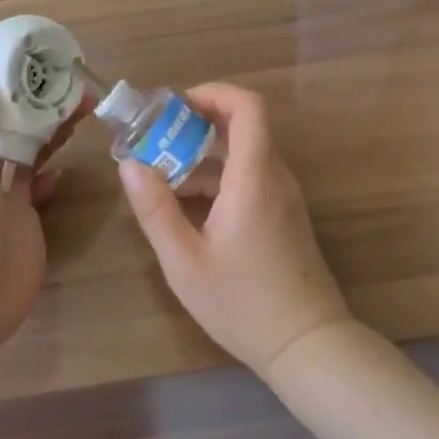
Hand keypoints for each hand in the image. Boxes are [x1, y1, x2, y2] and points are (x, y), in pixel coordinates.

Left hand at [0, 50, 65, 362]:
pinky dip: (51, 174)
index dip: (13, 80)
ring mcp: (3, 200)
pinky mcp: (24, 225)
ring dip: (50, 132)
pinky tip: (67, 165)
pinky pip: (38, 189)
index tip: (44, 57)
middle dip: (41, 104)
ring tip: (84, 109)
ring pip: (29, 155)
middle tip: (78, 82)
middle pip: (14, 127)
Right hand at [118, 83, 352, 377]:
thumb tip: (130, 165)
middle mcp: (275, 177)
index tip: (174, 107)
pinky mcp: (284, 215)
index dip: (213, 93)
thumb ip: (156, 209)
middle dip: (197, 124)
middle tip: (156, 140)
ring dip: (205, 154)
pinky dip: (220, 177)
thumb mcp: (185, 261)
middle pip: (243, 126)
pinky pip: (251, 177)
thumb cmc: (243, 303)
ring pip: (245, 153)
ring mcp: (284, 196)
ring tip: (162, 174)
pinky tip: (189, 205)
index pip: (247, 106)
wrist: (308, 345)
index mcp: (254, 177)